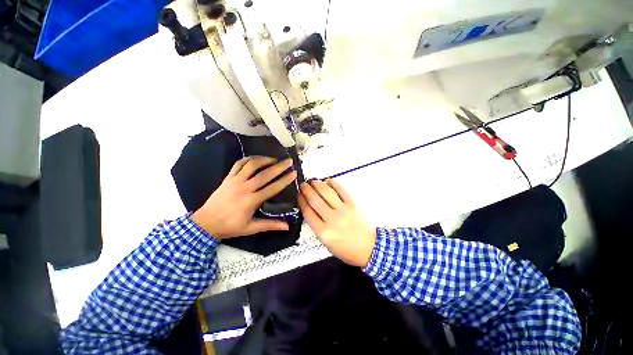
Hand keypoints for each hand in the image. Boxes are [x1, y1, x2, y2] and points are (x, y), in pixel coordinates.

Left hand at [192, 156, 297, 238]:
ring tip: (273, 159)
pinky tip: (254, 160)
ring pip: (251, 165)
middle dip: (278, 166)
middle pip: (264, 174)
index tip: (293, 173)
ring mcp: (235, 181)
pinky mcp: (227, 178)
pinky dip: (247, 159)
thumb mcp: (250, 228)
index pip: (272, 188)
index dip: (284, 180)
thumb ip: (269, 225)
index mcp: (251, 201)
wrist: (208, 222)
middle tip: (288, 161)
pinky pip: (238, 164)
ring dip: (264, 159)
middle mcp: (244, 188)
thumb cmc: (229, 227)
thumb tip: (287, 226)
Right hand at [298, 180, 376, 267]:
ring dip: (317, 184)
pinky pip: (341, 190)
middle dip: (306, 190)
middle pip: (315, 200)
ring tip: (313, 181)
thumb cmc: (348, 250)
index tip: (298, 195)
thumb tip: (310, 211)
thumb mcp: (327, 244)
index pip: (307, 212)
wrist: (370, 248)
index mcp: (324, 232)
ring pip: (326, 192)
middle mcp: (332, 220)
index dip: (301, 201)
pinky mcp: (353, 205)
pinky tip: (327, 182)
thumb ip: (318, 228)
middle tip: (303, 185)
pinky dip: (332, 184)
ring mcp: (344, 210)